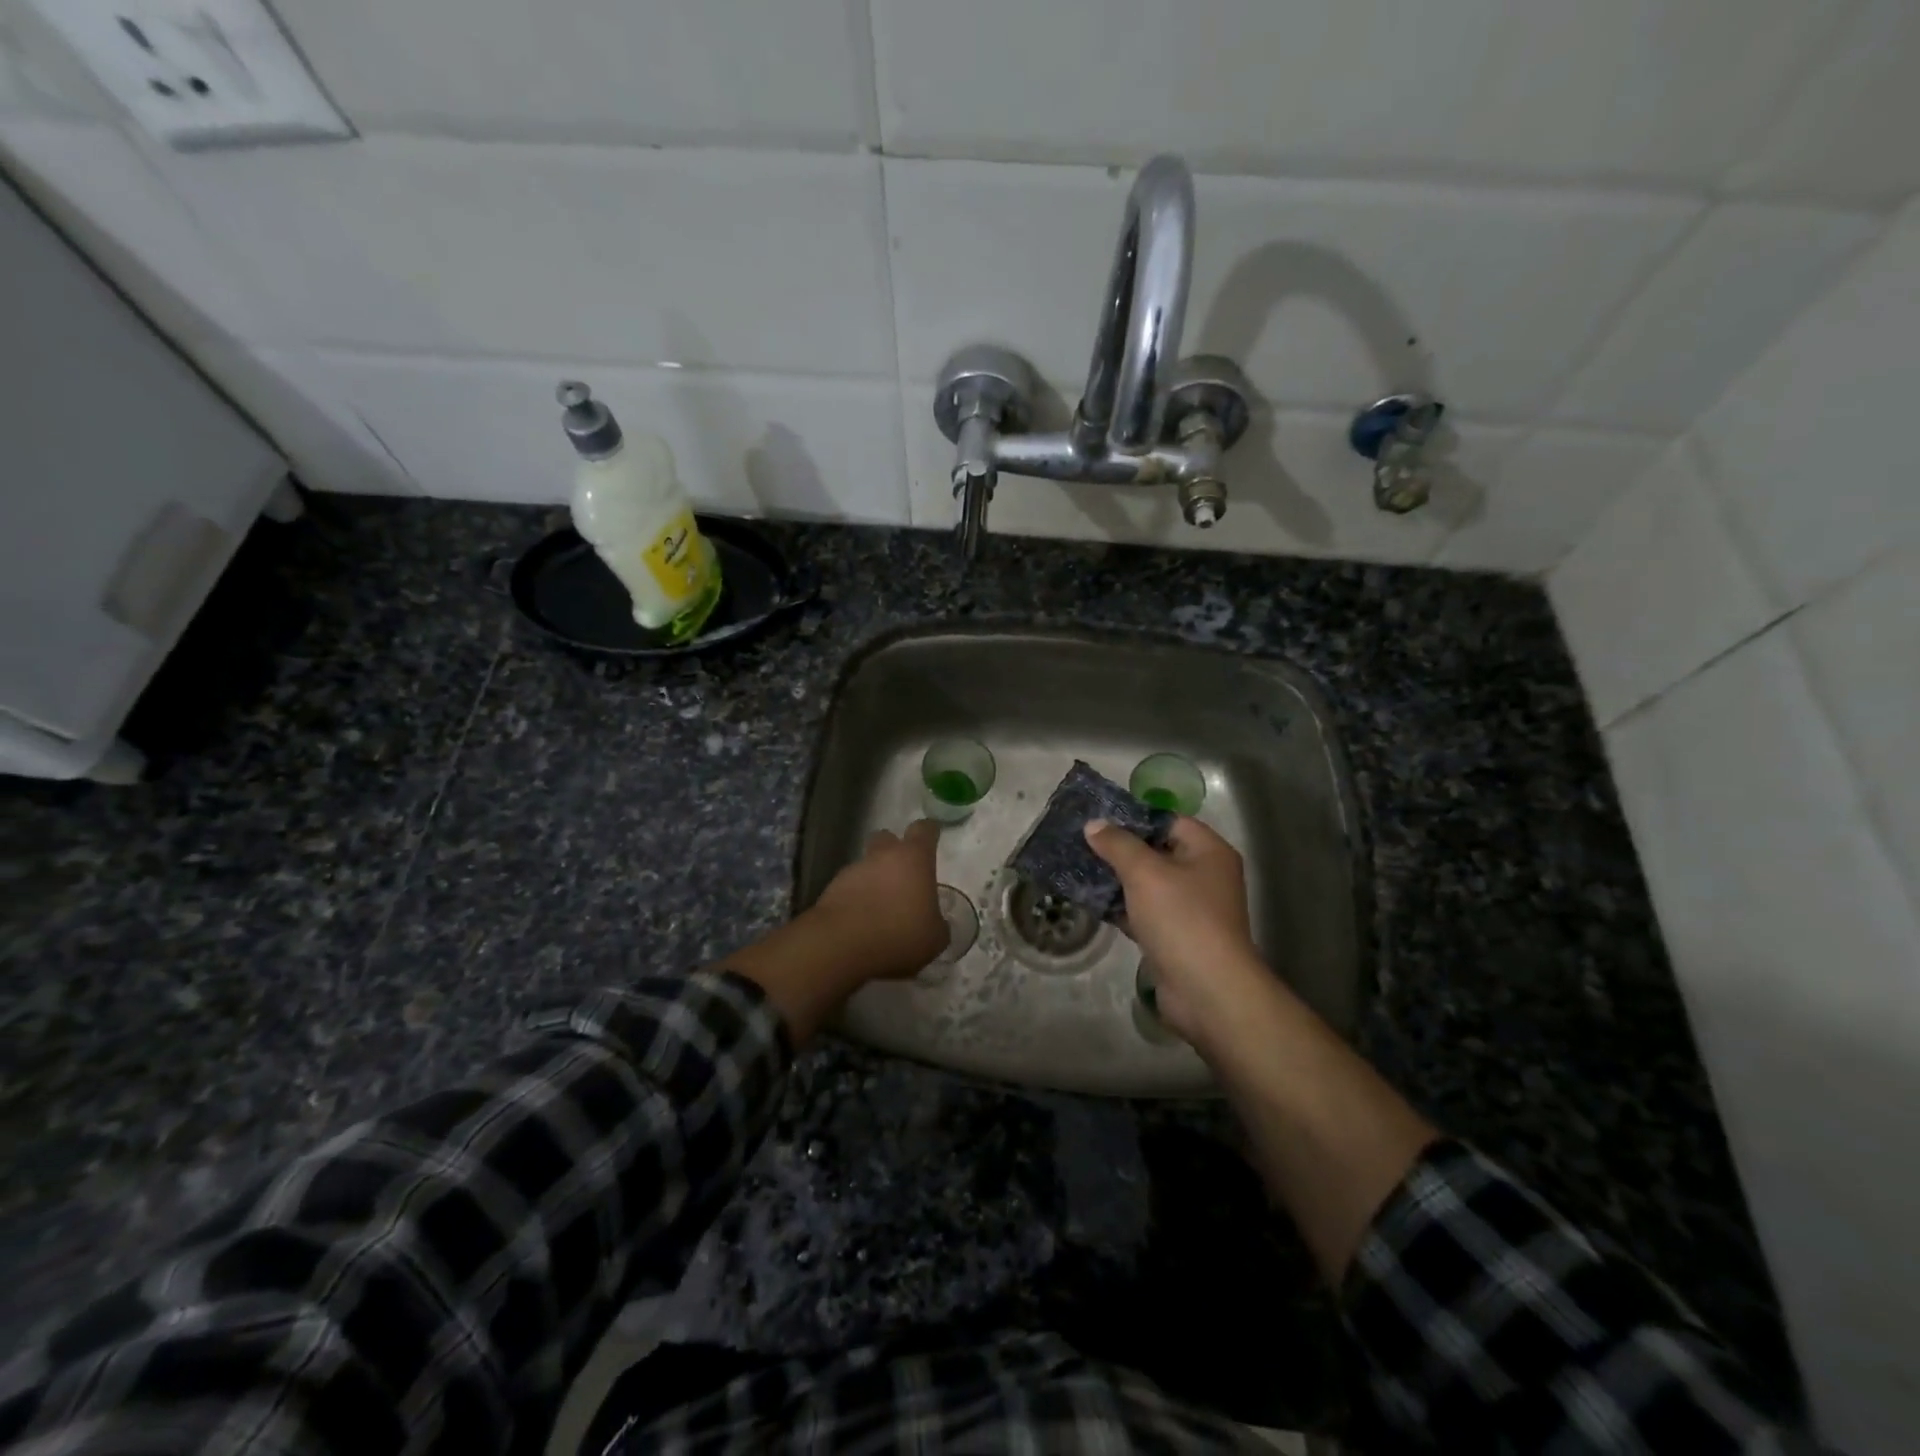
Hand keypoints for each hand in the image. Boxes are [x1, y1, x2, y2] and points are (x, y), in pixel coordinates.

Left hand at [809, 819, 947, 978]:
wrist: (842, 946)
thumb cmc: (900, 934)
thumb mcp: (934, 938)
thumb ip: (936, 924)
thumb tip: (934, 923)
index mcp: (913, 859)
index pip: (923, 829)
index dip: (929, 832)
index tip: (932, 838)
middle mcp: (882, 856)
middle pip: (887, 838)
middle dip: (893, 850)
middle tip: (902, 875)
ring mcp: (853, 870)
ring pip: (866, 865)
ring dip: (873, 879)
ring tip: (880, 908)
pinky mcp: (831, 889)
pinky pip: (849, 887)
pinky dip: (856, 899)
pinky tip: (861, 922)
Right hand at [1084, 815, 1267, 1048]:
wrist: (1206, 990)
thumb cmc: (1181, 918)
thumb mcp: (1145, 872)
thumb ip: (1117, 844)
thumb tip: (1094, 824)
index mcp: (1209, 852)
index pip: (1170, 821)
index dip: (1135, 818)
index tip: (1099, 819)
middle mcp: (1205, 876)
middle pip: (1157, 852)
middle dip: (1120, 849)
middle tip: (1081, 842)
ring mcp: (1191, 909)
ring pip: (1148, 884)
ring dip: (1117, 879)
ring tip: (1079, 868)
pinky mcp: (1176, 937)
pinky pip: (1144, 912)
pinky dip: (1121, 907)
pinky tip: (1091, 902)